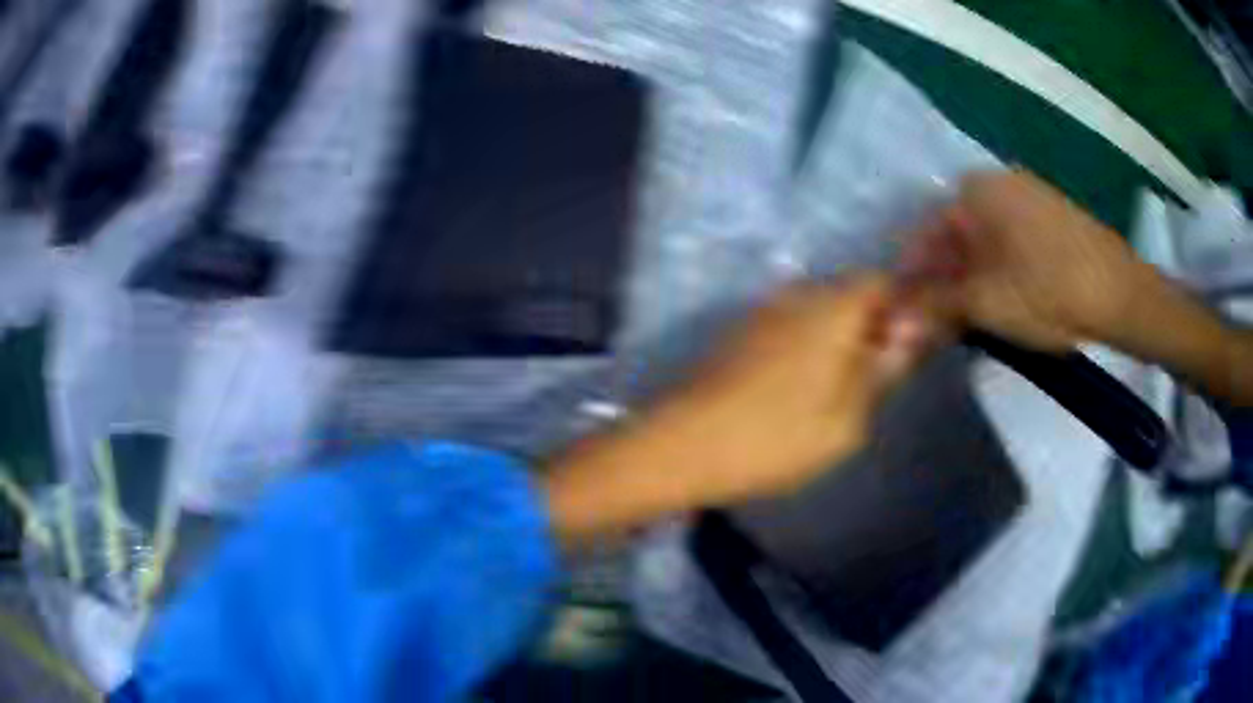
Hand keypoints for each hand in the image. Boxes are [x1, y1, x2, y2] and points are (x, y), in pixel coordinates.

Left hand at [543, 275, 941, 544]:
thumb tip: (907, 337)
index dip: (902, 305)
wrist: (684, 445)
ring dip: (840, 334)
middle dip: (872, 322)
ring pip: (818, 308)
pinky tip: (806, 384)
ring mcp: (764, 311)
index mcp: (831, 307)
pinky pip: (791, 324)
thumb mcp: (848, 419)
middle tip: (881, 372)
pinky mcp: (740, 333)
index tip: (910, 343)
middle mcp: (798, 295)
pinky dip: (810, 343)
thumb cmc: (777, 438)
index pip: (881, 281)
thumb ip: (882, 371)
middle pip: (849, 292)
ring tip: (846, 385)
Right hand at [903, 169, 1151, 351]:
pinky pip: (1009, 243)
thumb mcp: (987, 303)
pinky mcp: (1050, 218)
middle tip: (936, 324)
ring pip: (983, 241)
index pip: (925, 233)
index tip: (904, 315)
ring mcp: (1028, 197)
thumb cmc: (1050, 290)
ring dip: (969, 279)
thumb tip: (894, 326)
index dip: (912, 278)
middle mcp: (997, 183)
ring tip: (968, 319)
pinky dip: (997, 271)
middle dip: (941, 281)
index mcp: (975, 190)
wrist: (1122, 294)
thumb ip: (935, 307)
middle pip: (954, 235)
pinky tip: (1003, 300)